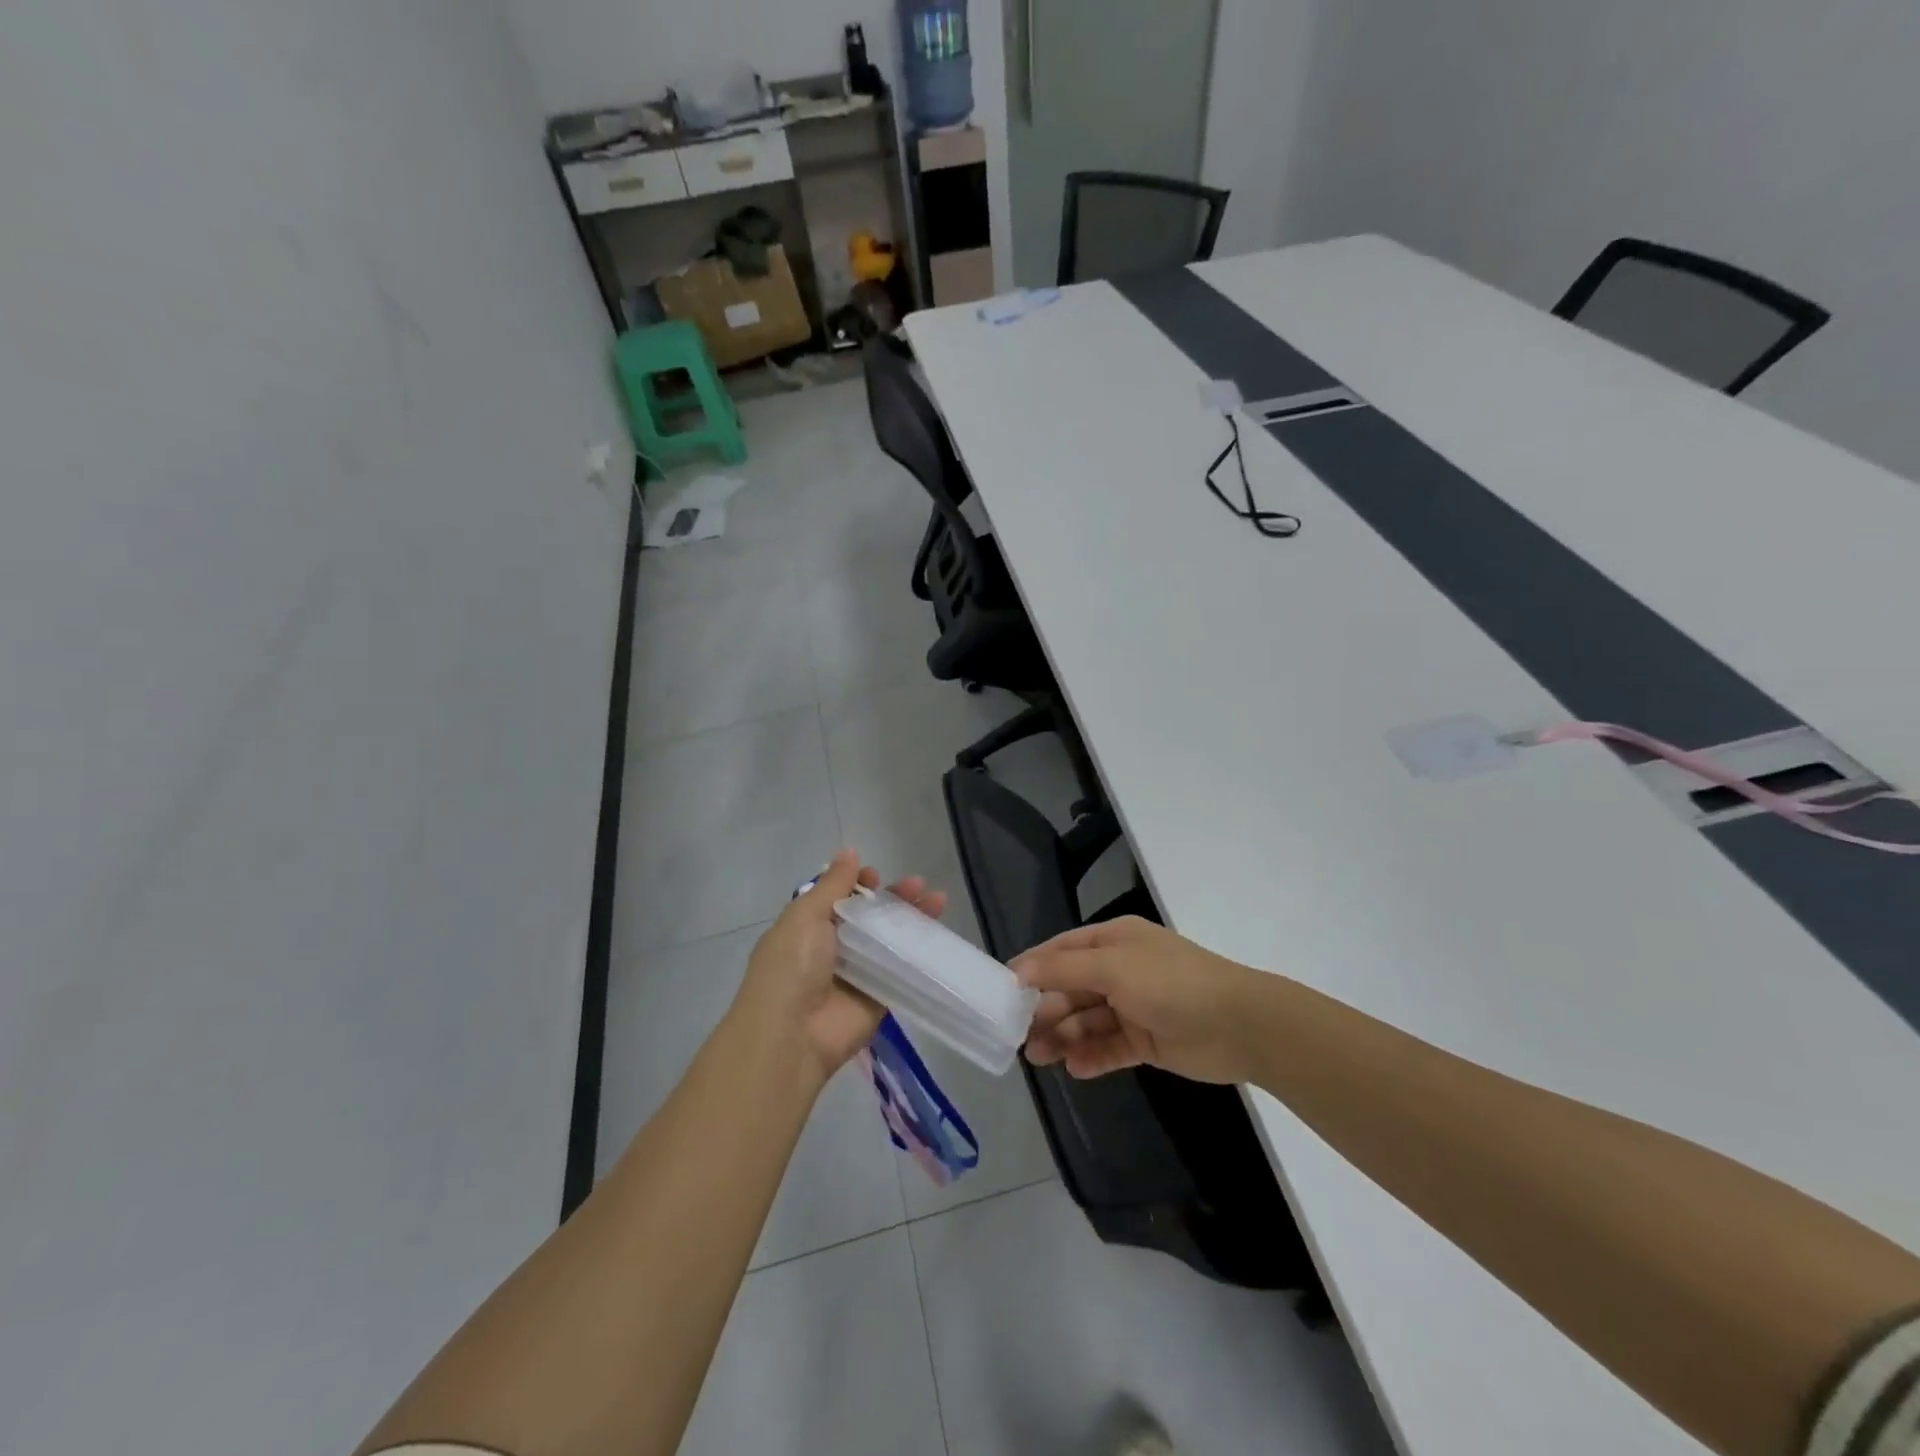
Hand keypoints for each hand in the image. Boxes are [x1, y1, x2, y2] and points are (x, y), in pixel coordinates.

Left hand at [729, 849, 947, 1087]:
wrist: (791, 1036)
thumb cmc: (791, 966)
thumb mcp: (805, 916)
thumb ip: (832, 884)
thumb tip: (849, 852)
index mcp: (807, 928)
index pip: (838, 899)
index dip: (858, 884)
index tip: (874, 875)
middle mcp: (832, 949)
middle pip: (869, 918)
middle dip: (893, 898)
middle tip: (918, 885)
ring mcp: (857, 974)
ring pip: (889, 941)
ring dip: (912, 921)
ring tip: (938, 901)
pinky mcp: (878, 998)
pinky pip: (901, 972)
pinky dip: (919, 954)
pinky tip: (938, 937)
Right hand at [1013, 916, 1259, 1083]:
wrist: (1241, 1025)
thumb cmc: (1171, 984)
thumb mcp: (1113, 967)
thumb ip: (1063, 969)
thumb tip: (1019, 970)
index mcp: (1114, 942)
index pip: (1062, 951)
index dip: (1032, 968)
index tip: (1002, 991)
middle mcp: (1122, 970)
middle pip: (1072, 988)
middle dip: (1045, 1010)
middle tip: (1018, 1036)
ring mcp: (1135, 1006)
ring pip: (1088, 1020)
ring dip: (1063, 1036)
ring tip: (1039, 1058)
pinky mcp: (1148, 1040)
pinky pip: (1110, 1047)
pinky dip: (1092, 1056)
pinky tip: (1075, 1068)